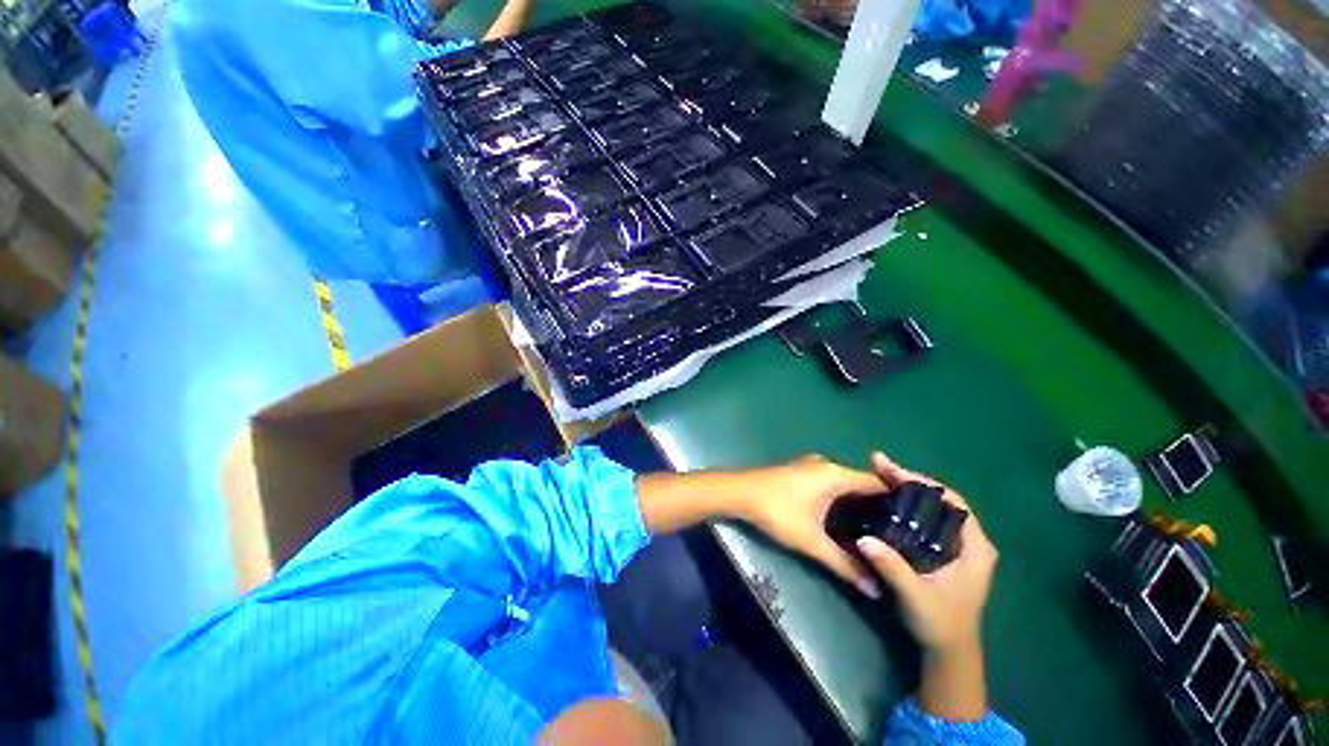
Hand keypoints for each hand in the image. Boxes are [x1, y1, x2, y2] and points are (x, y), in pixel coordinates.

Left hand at [738, 455, 884, 597]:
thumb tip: (875, 589)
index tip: (914, 525)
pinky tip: (845, 518)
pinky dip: (841, 498)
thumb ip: (845, 565)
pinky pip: (830, 483)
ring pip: (844, 483)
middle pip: (862, 483)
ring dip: (858, 502)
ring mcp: (811, 466)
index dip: (897, 502)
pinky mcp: (800, 472)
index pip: (877, 484)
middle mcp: (827, 464)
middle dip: (878, 506)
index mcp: (836, 474)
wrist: (738, 492)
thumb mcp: (811, 541)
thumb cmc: (777, 512)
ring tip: (876, 530)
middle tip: (897, 534)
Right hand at [855, 452, 997, 653]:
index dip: (920, 481)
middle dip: (908, 480)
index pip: (950, 500)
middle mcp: (970, 541)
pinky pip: (927, 517)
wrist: (949, 651)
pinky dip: (908, 504)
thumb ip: (892, 568)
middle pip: (940, 499)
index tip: (890, 469)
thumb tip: (863, 539)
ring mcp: (959, 546)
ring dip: (906, 489)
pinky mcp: (946, 551)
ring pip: (933, 506)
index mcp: (975, 547)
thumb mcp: (915, 596)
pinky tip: (888, 499)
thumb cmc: (939, 623)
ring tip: (879, 475)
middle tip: (877, 465)